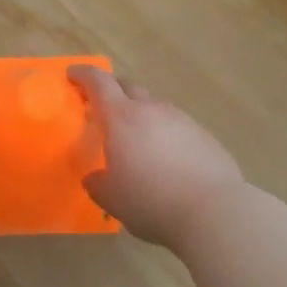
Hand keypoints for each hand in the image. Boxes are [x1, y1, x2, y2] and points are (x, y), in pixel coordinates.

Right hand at [69, 66, 244, 250]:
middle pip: (128, 87)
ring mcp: (182, 120)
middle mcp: (152, 110)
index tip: (73, 75)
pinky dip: (165, 133)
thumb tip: (95, 177)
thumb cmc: (151, 201)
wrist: (214, 211)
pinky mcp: (204, 135)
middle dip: (112, 91)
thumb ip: (98, 184)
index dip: (84, 75)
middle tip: (103, 108)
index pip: (99, 83)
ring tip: (137, 139)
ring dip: (141, 114)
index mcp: (122, 118)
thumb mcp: (112, 199)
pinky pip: (177, 125)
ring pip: (155, 106)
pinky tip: (168, 158)